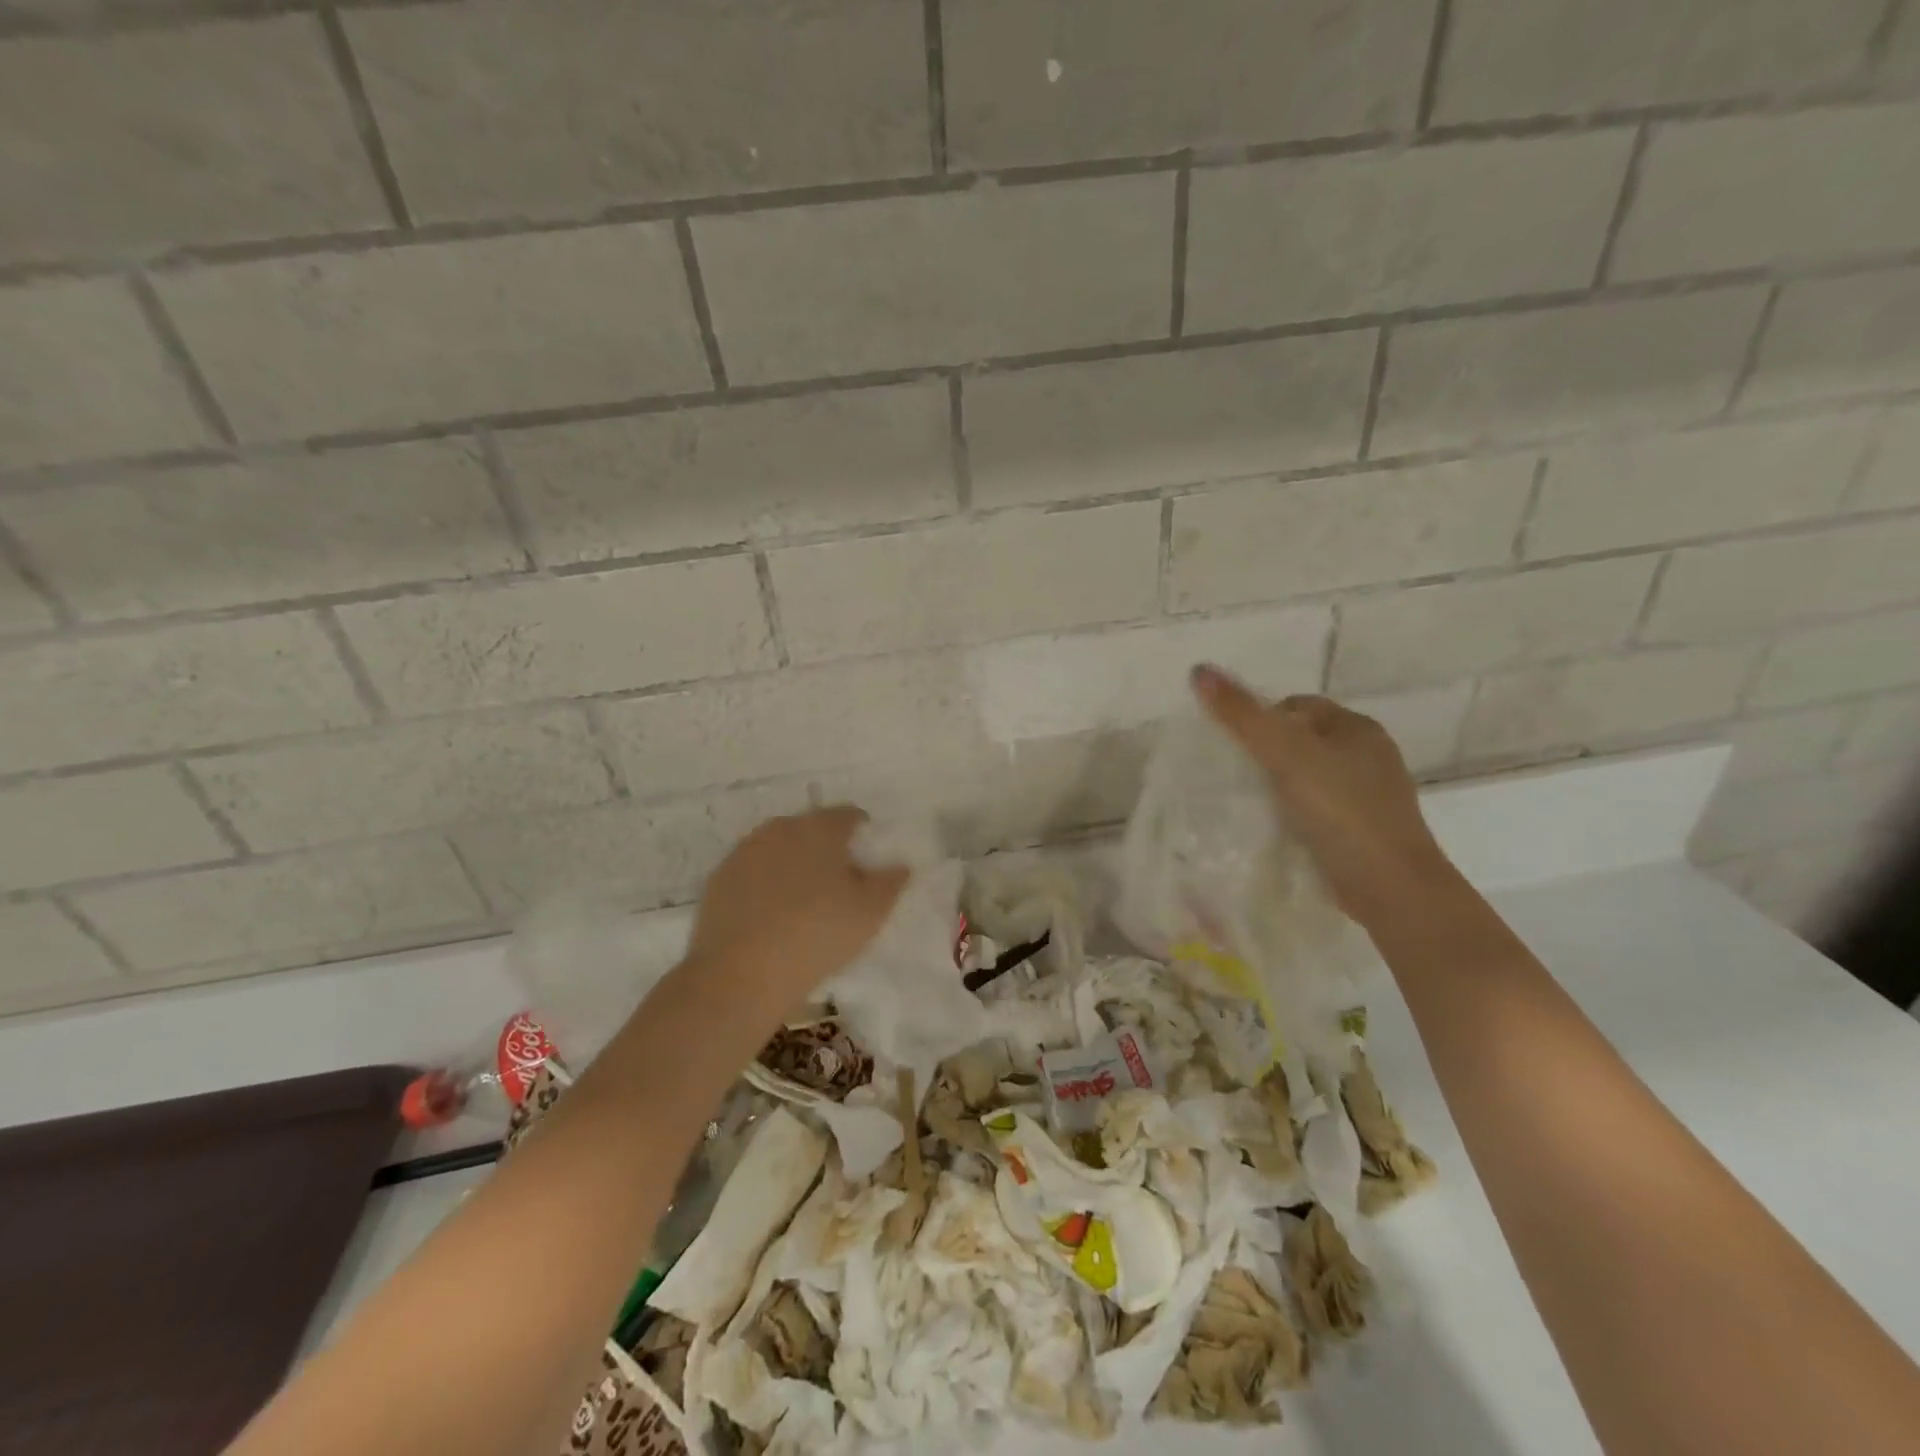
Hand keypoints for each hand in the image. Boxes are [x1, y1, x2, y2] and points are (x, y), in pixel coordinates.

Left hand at [684, 806, 906, 1014]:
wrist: (740, 974)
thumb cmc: (817, 934)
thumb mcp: (870, 912)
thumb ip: (890, 882)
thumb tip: (899, 865)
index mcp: (819, 829)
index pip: (846, 815)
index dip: (861, 830)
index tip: (867, 853)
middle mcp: (780, 829)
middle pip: (810, 828)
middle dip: (825, 845)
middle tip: (838, 878)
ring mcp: (744, 852)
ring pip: (778, 847)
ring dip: (793, 862)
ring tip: (804, 896)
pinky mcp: (719, 879)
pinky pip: (752, 871)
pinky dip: (765, 882)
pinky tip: (771, 911)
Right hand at [1190, 664, 1456, 925]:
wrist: (1391, 888)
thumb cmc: (1341, 811)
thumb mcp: (1286, 755)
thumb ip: (1242, 716)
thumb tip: (1199, 670)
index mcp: (1357, 728)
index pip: (1297, 706)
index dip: (1260, 718)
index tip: (1230, 744)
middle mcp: (1367, 756)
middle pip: (1301, 741)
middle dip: (1265, 753)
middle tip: (1229, 774)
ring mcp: (1367, 796)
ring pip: (1307, 777)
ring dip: (1276, 785)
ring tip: (1242, 801)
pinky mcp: (1360, 831)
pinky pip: (1314, 809)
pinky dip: (1291, 813)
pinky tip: (1270, 827)